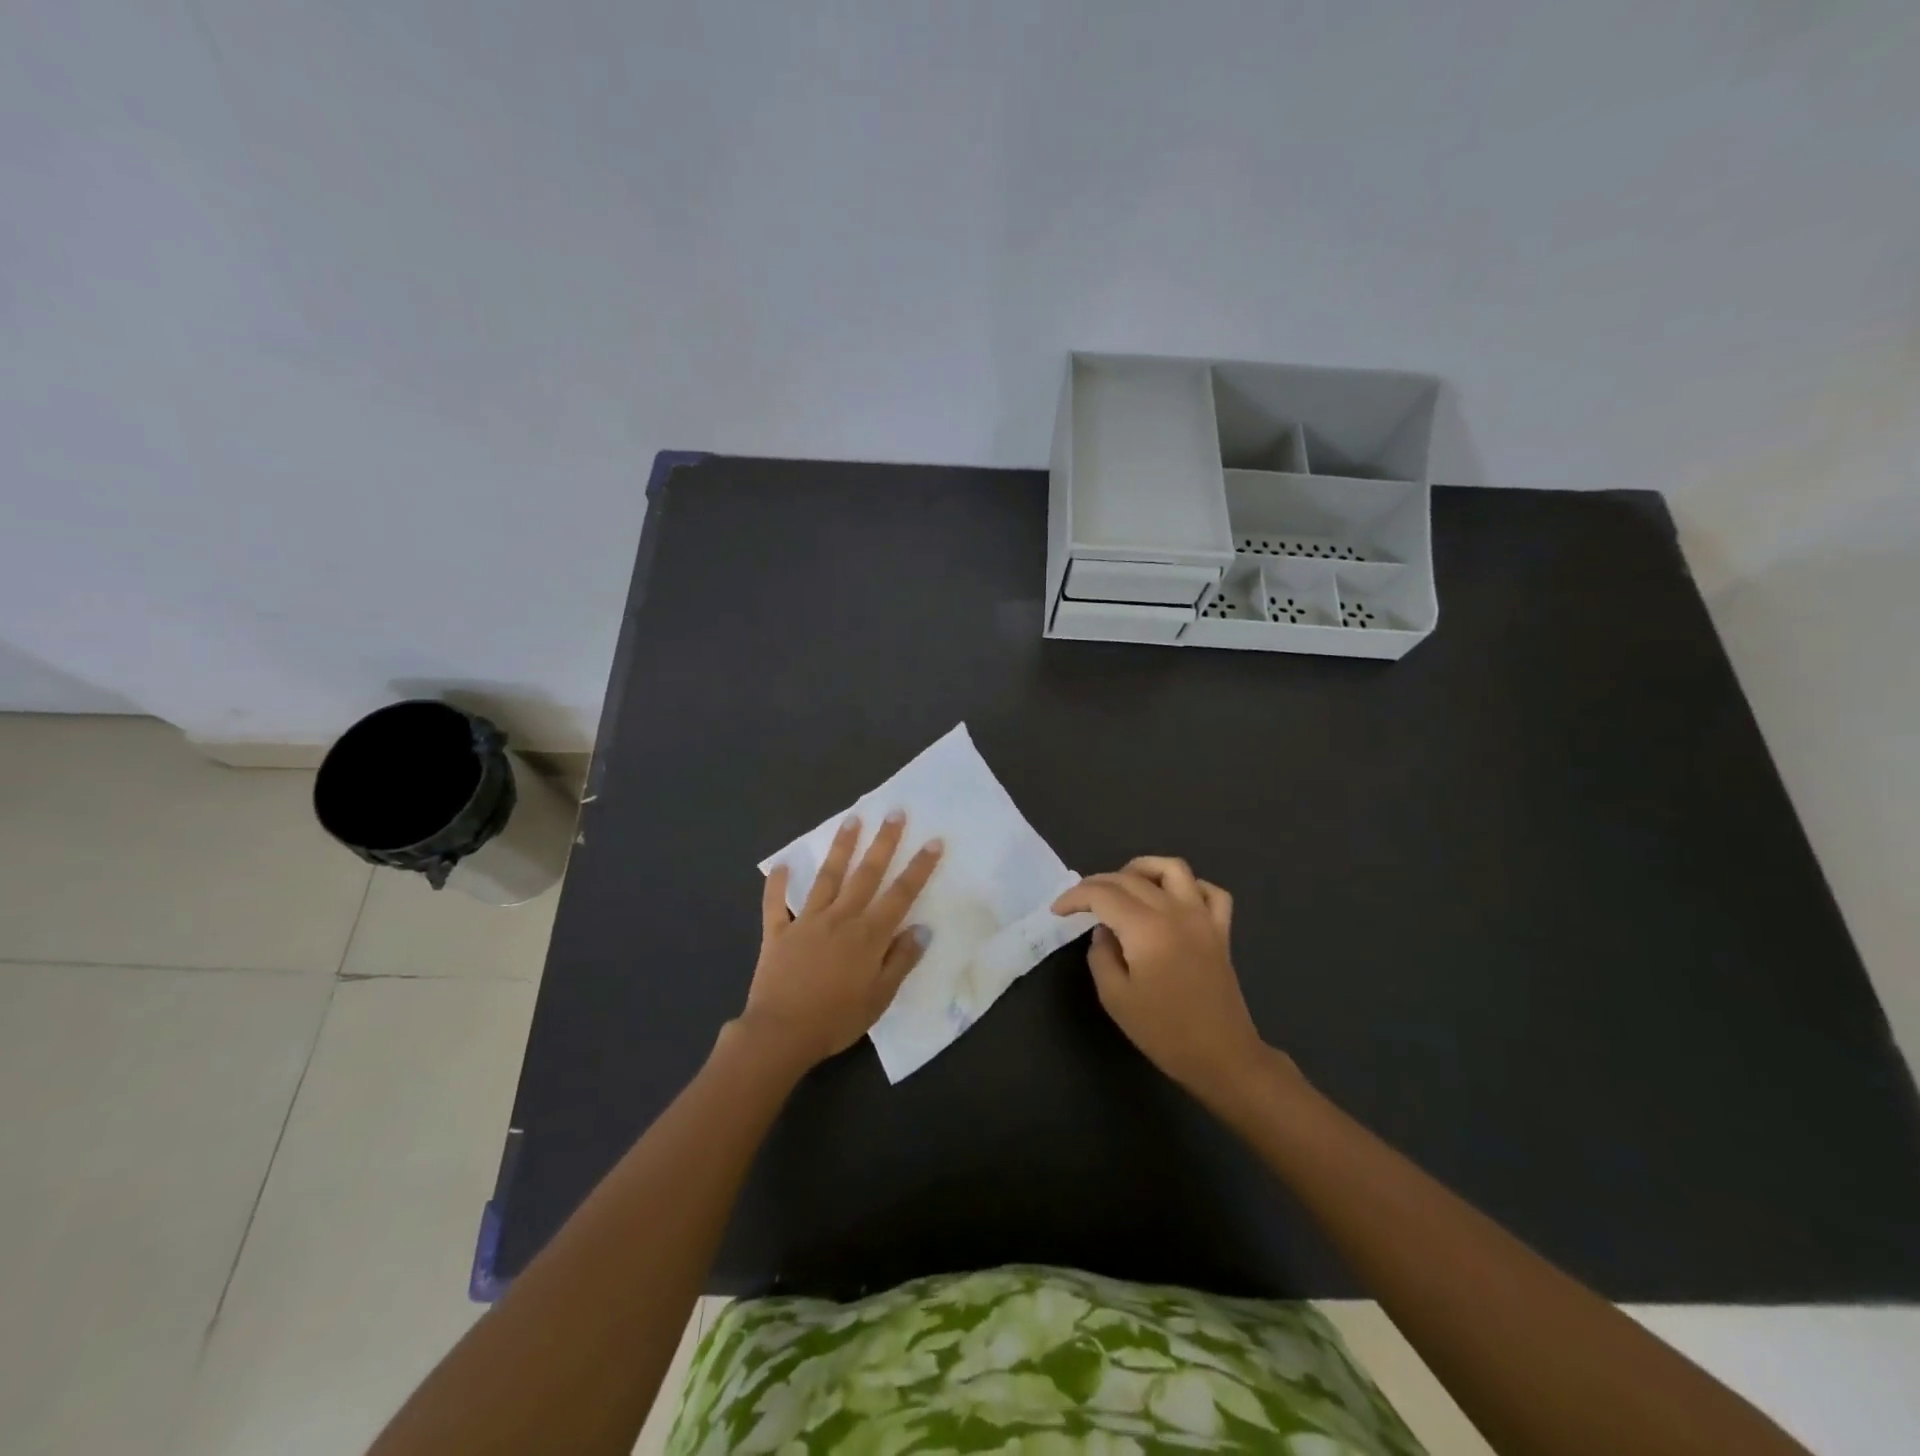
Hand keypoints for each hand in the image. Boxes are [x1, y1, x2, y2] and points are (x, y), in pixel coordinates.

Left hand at [738, 811, 943, 1071]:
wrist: (781, 1033)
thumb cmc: (836, 1019)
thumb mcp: (880, 997)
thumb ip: (900, 961)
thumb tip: (921, 929)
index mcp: (868, 935)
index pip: (901, 894)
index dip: (919, 867)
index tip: (933, 841)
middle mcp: (840, 918)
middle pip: (866, 873)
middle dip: (883, 842)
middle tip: (895, 812)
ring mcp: (807, 921)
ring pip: (827, 876)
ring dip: (841, 847)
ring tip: (852, 819)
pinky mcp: (778, 931)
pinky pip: (776, 903)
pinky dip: (777, 883)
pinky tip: (781, 863)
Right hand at [1053, 857, 1278, 1108]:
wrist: (1221, 1057)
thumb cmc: (1163, 1031)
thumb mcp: (1115, 997)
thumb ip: (1101, 955)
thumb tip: (1104, 931)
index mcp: (1145, 928)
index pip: (1102, 894)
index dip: (1075, 897)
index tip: (1058, 910)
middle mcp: (1175, 911)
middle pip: (1130, 878)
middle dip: (1098, 883)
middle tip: (1080, 902)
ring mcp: (1202, 917)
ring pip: (1172, 868)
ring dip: (1142, 869)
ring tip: (1124, 886)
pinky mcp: (1221, 930)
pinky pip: (1209, 891)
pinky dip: (1189, 886)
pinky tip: (1172, 900)